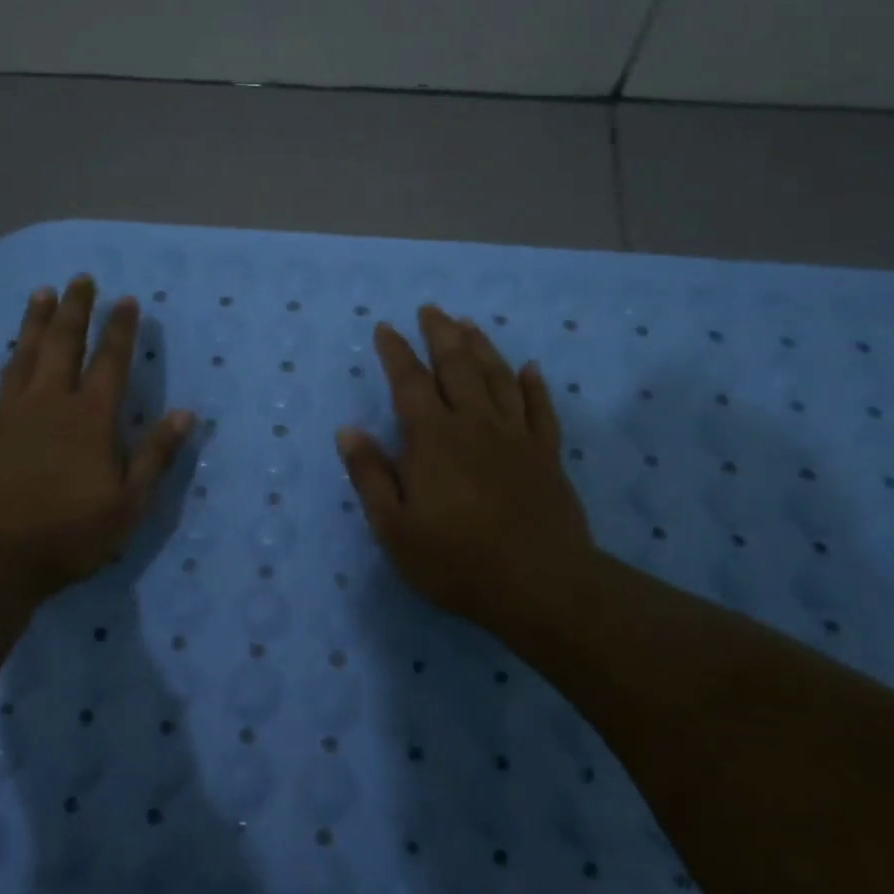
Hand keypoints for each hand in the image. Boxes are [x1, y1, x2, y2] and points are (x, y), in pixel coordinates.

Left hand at [0, 275, 193, 601]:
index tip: (127, 300)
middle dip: (75, 311)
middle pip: (63, 346)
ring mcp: (4, 416)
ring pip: (20, 358)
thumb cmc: (66, 535)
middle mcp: (48, 404)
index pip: (111, 364)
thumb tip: (184, 413)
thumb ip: (154, 456)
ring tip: (40, 294)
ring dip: (32, 326)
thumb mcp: (128, 504)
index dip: (121, 331)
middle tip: (80, 279)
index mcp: (90, 420)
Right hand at [336, 306, 595, 640]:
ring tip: (469, 324)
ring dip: (482, 347)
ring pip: (498, 377)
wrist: (538, 584)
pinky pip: (540, 409)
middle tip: (431, 309)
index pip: (409, 382)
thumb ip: (370, 476)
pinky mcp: (546, 455)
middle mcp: (474, 424)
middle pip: (457, 366)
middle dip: (441, 334)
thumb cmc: (455, 560)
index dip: (396, 352)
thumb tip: (347, 430)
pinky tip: (529, 368)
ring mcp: (515, 436)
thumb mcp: (393, 527)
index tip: (385, 328)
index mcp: (432, 438)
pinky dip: (534, 385)